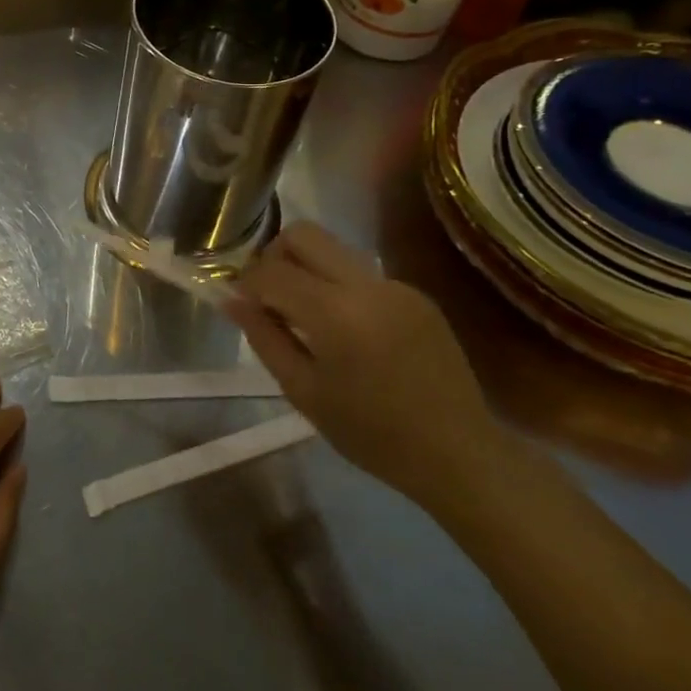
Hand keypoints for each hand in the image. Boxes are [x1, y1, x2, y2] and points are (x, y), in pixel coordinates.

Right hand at [228, 222, 509, 508]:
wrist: (459, 455)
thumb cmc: (371, 433)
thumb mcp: (303, 391)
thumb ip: (264, 337)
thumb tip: (230, 299)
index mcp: (336, 313)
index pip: (271, 271)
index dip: (246, 283)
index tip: (240, 304)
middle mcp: (367, 285)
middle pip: (304, 235)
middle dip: (274, 257)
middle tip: (269, 296)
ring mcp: (396, 285)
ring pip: (333, 249)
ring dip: (307, 270)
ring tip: (305, 316)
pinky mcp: (415, 294)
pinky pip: (361, 273)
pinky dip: (338, 288)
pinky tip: (345, 330)